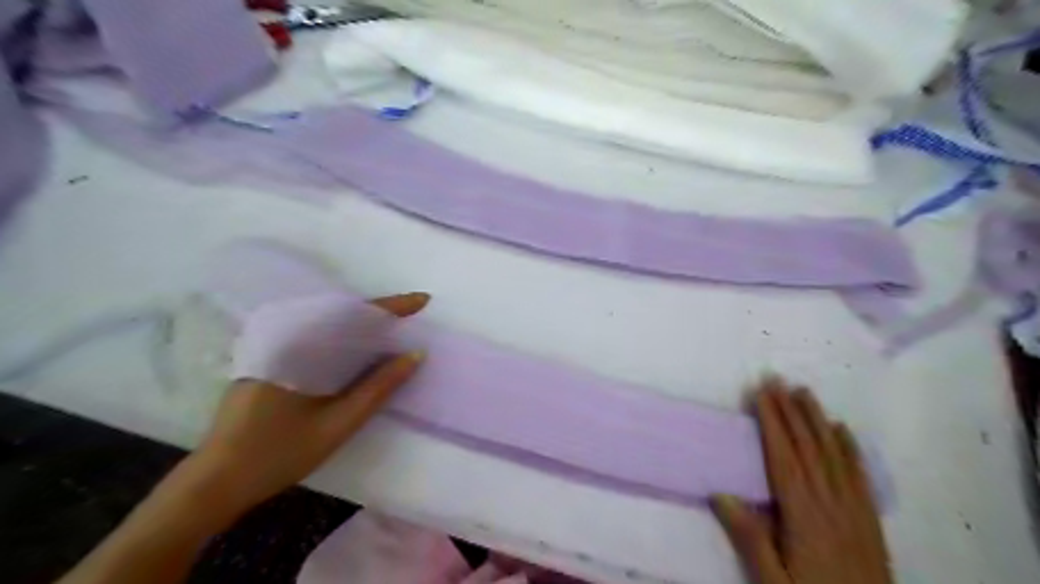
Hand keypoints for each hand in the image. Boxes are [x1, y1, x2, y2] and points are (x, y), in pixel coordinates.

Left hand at [181, 291, 428, 514]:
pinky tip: (357, 349)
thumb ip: (378, 388)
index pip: (354, 316)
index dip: (392, 307)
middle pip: (340, 313)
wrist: (215, 481)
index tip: (423, 300)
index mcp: (299, 348)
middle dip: (379, 311)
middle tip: (412, 316)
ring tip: (393, 329)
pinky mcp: (269, 361)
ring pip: (327, 324)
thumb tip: (414, 355)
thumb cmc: (278, 454)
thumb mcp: (338, 424)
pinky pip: (314, 338)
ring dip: (361, 324)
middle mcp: (283, 338)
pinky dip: (342, 338)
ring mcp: (273, 349)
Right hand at [717, 378, 893, 583]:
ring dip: (816, 419)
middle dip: (790, 410)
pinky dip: (849, 448)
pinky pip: (858, 474)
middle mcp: (829, 503)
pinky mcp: (869, 519)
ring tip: (804, 392)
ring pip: (833, 453)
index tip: (760, 393)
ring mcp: (853, 509)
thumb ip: (749, 538)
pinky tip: (842, 429)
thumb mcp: (773, 582)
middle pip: (807, 447)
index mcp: (802, 514)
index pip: (783, 456)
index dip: (771, 422)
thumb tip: (720, 493)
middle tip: (777, 379)